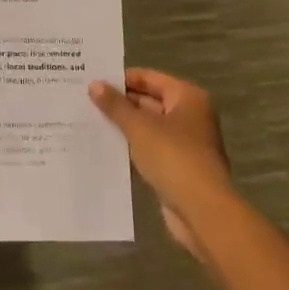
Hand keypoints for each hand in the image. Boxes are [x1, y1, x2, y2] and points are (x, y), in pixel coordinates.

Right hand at [90, 70, 231, 261]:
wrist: (202, 211)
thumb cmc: (173, 157)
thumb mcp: (139, 127)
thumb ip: (115, 105)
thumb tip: (94, 84)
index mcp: (187, 97)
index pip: (149, 78)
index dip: (122, 79)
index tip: (93, 80)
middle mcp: (190, 115)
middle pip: (150, 100)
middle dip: (121, 103)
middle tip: (86, 100)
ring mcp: (186, 143)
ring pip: (149, 127)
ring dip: (125, 126)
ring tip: (90, 121)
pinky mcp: (179, 167)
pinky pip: (151, 148)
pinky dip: (133, 146)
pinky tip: (107, 147)